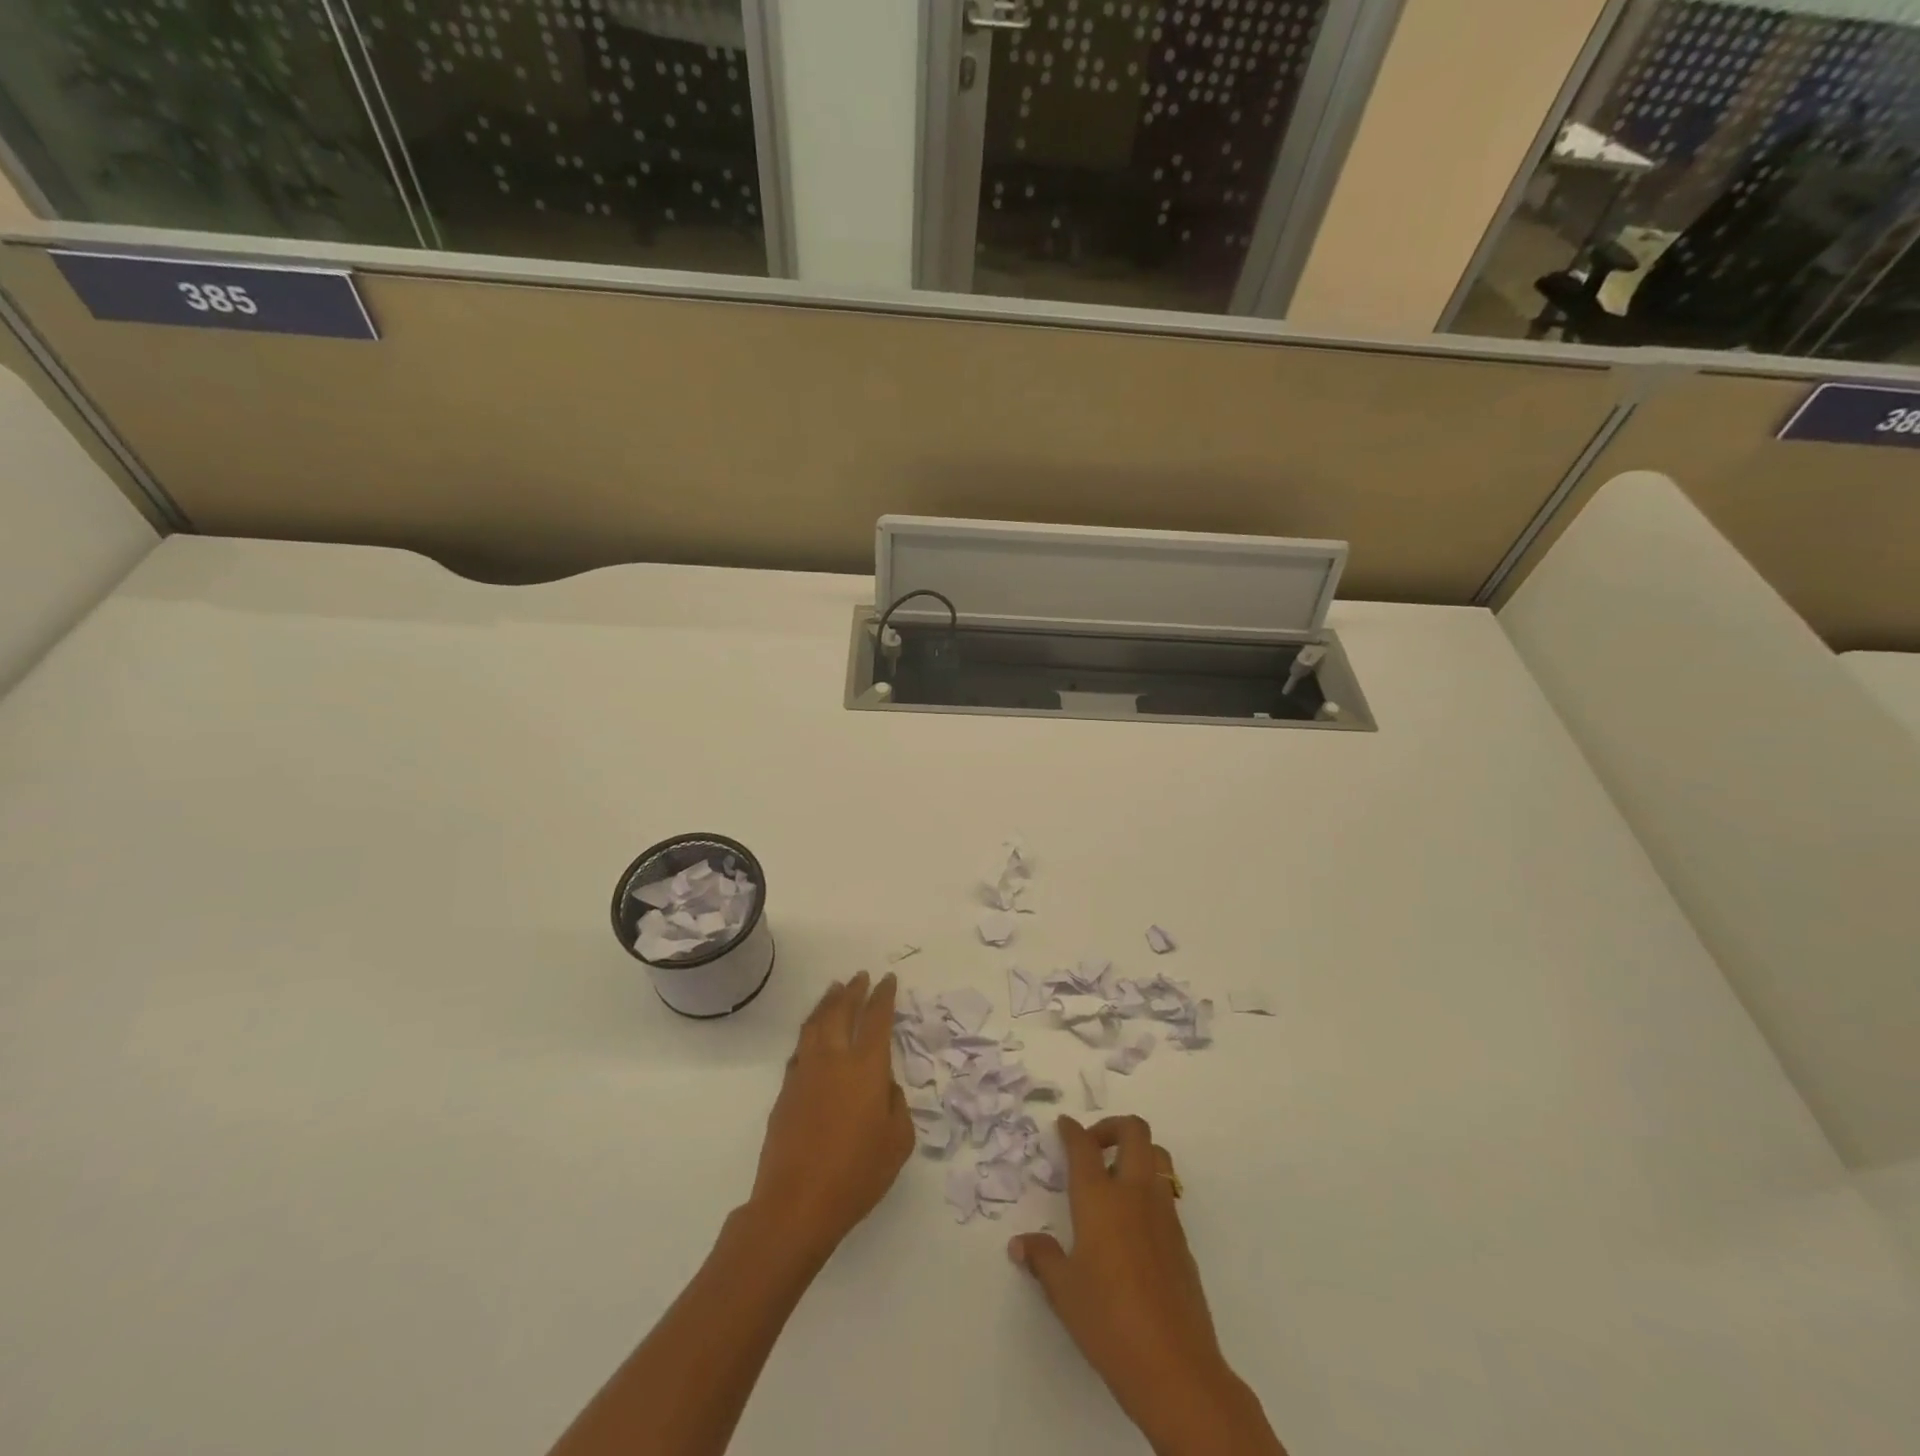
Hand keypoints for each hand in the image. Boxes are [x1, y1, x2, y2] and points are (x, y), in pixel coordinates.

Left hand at [748, 971, 912, 1262]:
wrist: (796, 1203)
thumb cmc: (857, 1174)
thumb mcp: (897, 1142)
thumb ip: (896, 1105)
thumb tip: (884, 1087)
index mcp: (866, 1067)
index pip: (876, 1018)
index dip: (883, 996)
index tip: (887, 980)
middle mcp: (833, 1059)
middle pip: (841, 1012)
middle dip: (853, 991)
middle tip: (860, 977)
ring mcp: (805, 1072)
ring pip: (815, 1024)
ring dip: (827, 1004)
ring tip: (834, 991)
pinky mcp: (785, 1091)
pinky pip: (800, 1048)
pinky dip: (810, 1032)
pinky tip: (812, 1035)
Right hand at [1008, 1116, 1285, 1455]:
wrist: (1175, 1367)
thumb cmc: (1108, 1322)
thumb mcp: (1064, 1291)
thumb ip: (1042, 1258)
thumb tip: (1020, 1243)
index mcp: (1100, 1198)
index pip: (1084, 1146)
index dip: (1072, 1130)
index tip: (1063, 1125)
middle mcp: (1134, 1193)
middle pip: (1134, 1131)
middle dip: (1112, 1126)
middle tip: (1093, 1145)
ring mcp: (1163, 1213)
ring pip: (1157, 1156)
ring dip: (1137, 1152)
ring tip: (1116, 1177)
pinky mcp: (1182, 1238)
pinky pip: (1166, 1191)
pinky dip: (1149, 1187)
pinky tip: (1132, 1222)